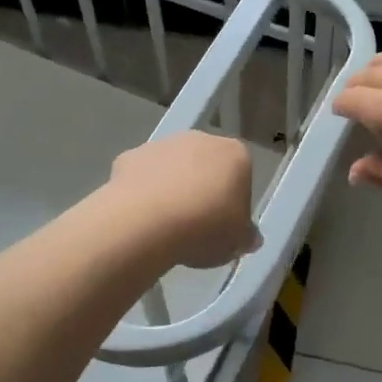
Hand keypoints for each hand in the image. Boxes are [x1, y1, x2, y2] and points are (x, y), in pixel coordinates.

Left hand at [109, 131, 261, 268]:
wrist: (146, 221)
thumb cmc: (205, 227)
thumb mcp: (237, 242)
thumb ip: (246, 235)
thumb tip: (250, 237)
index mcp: (235, 154)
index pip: (241, 175)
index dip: (234, 202)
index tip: (225, 226)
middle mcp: (200, 139)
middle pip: (206, 166)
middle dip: (203, 189)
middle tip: (196, 225)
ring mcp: (163, 144)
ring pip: (173, 167)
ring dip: (172, 188)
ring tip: (166, 225)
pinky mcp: (130, 156)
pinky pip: (143, 175)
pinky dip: (143, 191)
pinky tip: (141, 217)